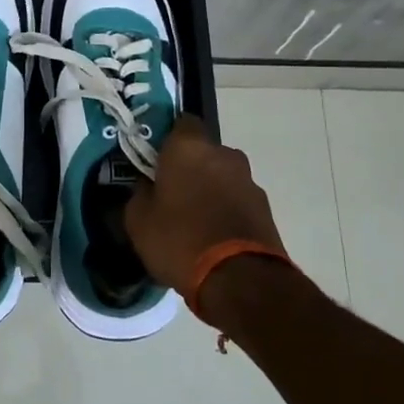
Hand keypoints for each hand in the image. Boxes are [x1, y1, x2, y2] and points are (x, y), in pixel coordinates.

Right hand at [125, 115, 286, 294]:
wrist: (240, 280)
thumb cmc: (180, 240)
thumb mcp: (138, 220)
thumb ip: (140, 194)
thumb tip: (147, 186)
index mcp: (189, 148)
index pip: (181, 123)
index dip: (167, 140)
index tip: (155, 161)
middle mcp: (224, 154)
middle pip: (203, 152)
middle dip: (190, 168)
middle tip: (171, 194)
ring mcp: (249, 181)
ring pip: (222, 177)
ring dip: (210, 190)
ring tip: (194, 221)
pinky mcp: (265, 208)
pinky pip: (237, 200)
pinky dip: (226, 211)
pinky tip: (213, 237)